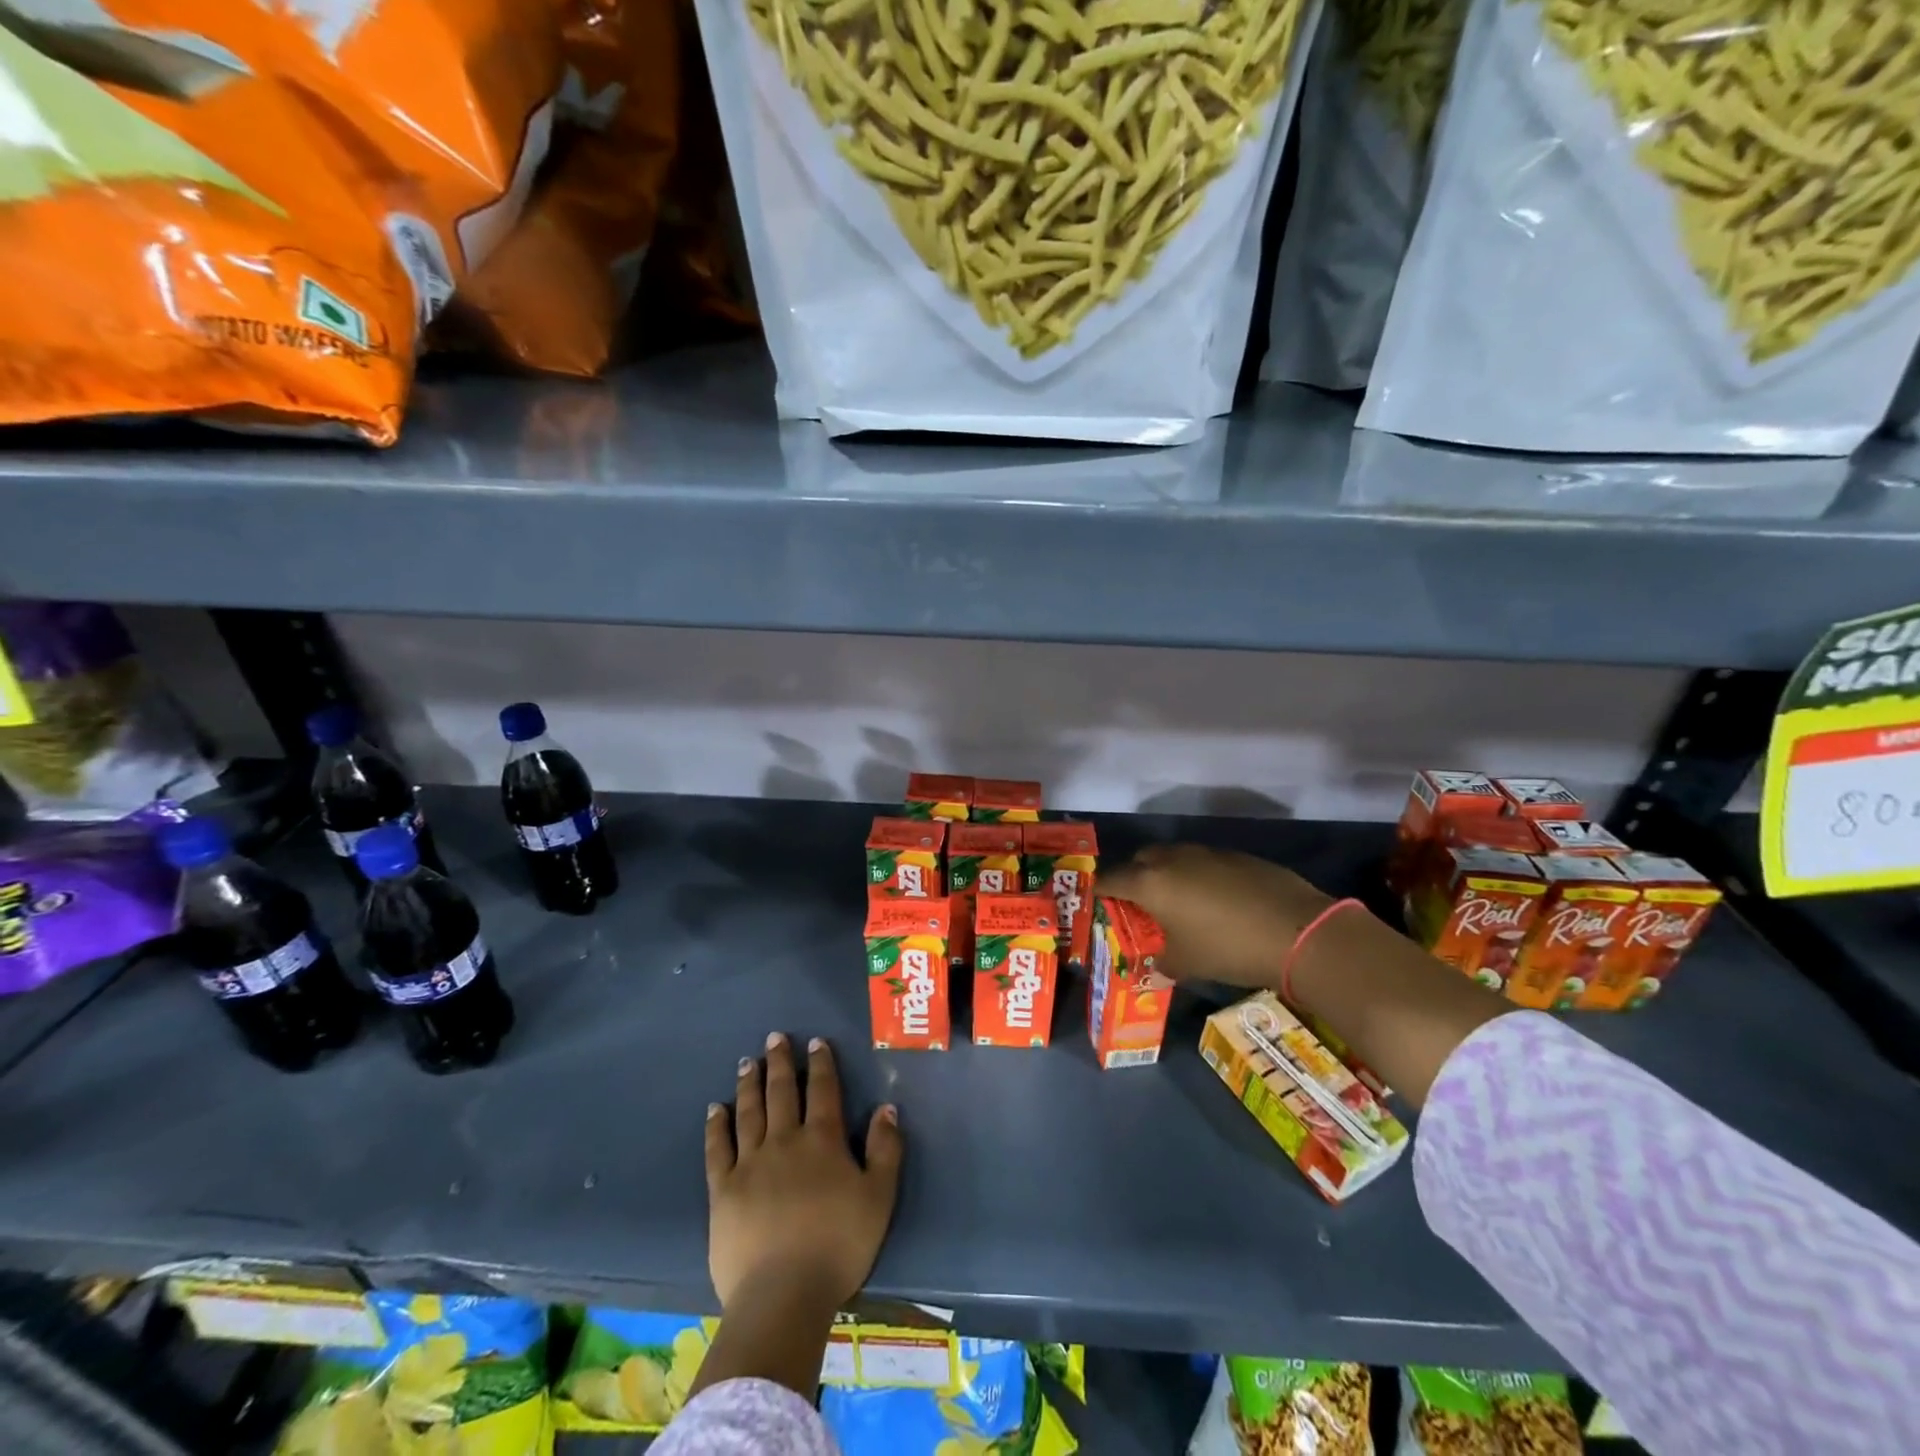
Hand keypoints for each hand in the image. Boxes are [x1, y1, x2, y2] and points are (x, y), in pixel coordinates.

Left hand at [705, 1032, 903, 1314]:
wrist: (783, 1295)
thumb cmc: (838, 1246)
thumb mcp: (878, 1198)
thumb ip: (885, 1149)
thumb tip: (887, 1107)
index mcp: (822, 1141)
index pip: (823, 1090)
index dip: (820, 1063)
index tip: (815, 1042)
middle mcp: (784, 1141)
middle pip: (781, 1092)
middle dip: (780, 1062)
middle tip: (774, 1037)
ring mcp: (749, 1164)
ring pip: (749, 1112)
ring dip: (750, 1084)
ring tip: (748, 1061)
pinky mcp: (722, 1191)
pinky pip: (717, 1149)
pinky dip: (716, 1126)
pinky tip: (715, 1109)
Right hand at [1100, 843, 1334, 988]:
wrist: (1296, 931)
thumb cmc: (1227, 948)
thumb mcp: (1187, 964)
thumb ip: (1163, 963)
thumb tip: (1156, 970)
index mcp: (1150, 883)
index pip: (1109, 879)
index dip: (1100, 891)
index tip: (1098, 903)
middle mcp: (1171, 859)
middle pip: (1139, 860)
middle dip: (1134, 878)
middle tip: (1139, 905)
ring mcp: (1206, 852)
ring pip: (1173, 857)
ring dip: (1167, 875)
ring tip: (1177, 903)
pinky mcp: (1235, 855)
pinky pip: (1203, 861)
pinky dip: (1198, 876)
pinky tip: (1215, 901)